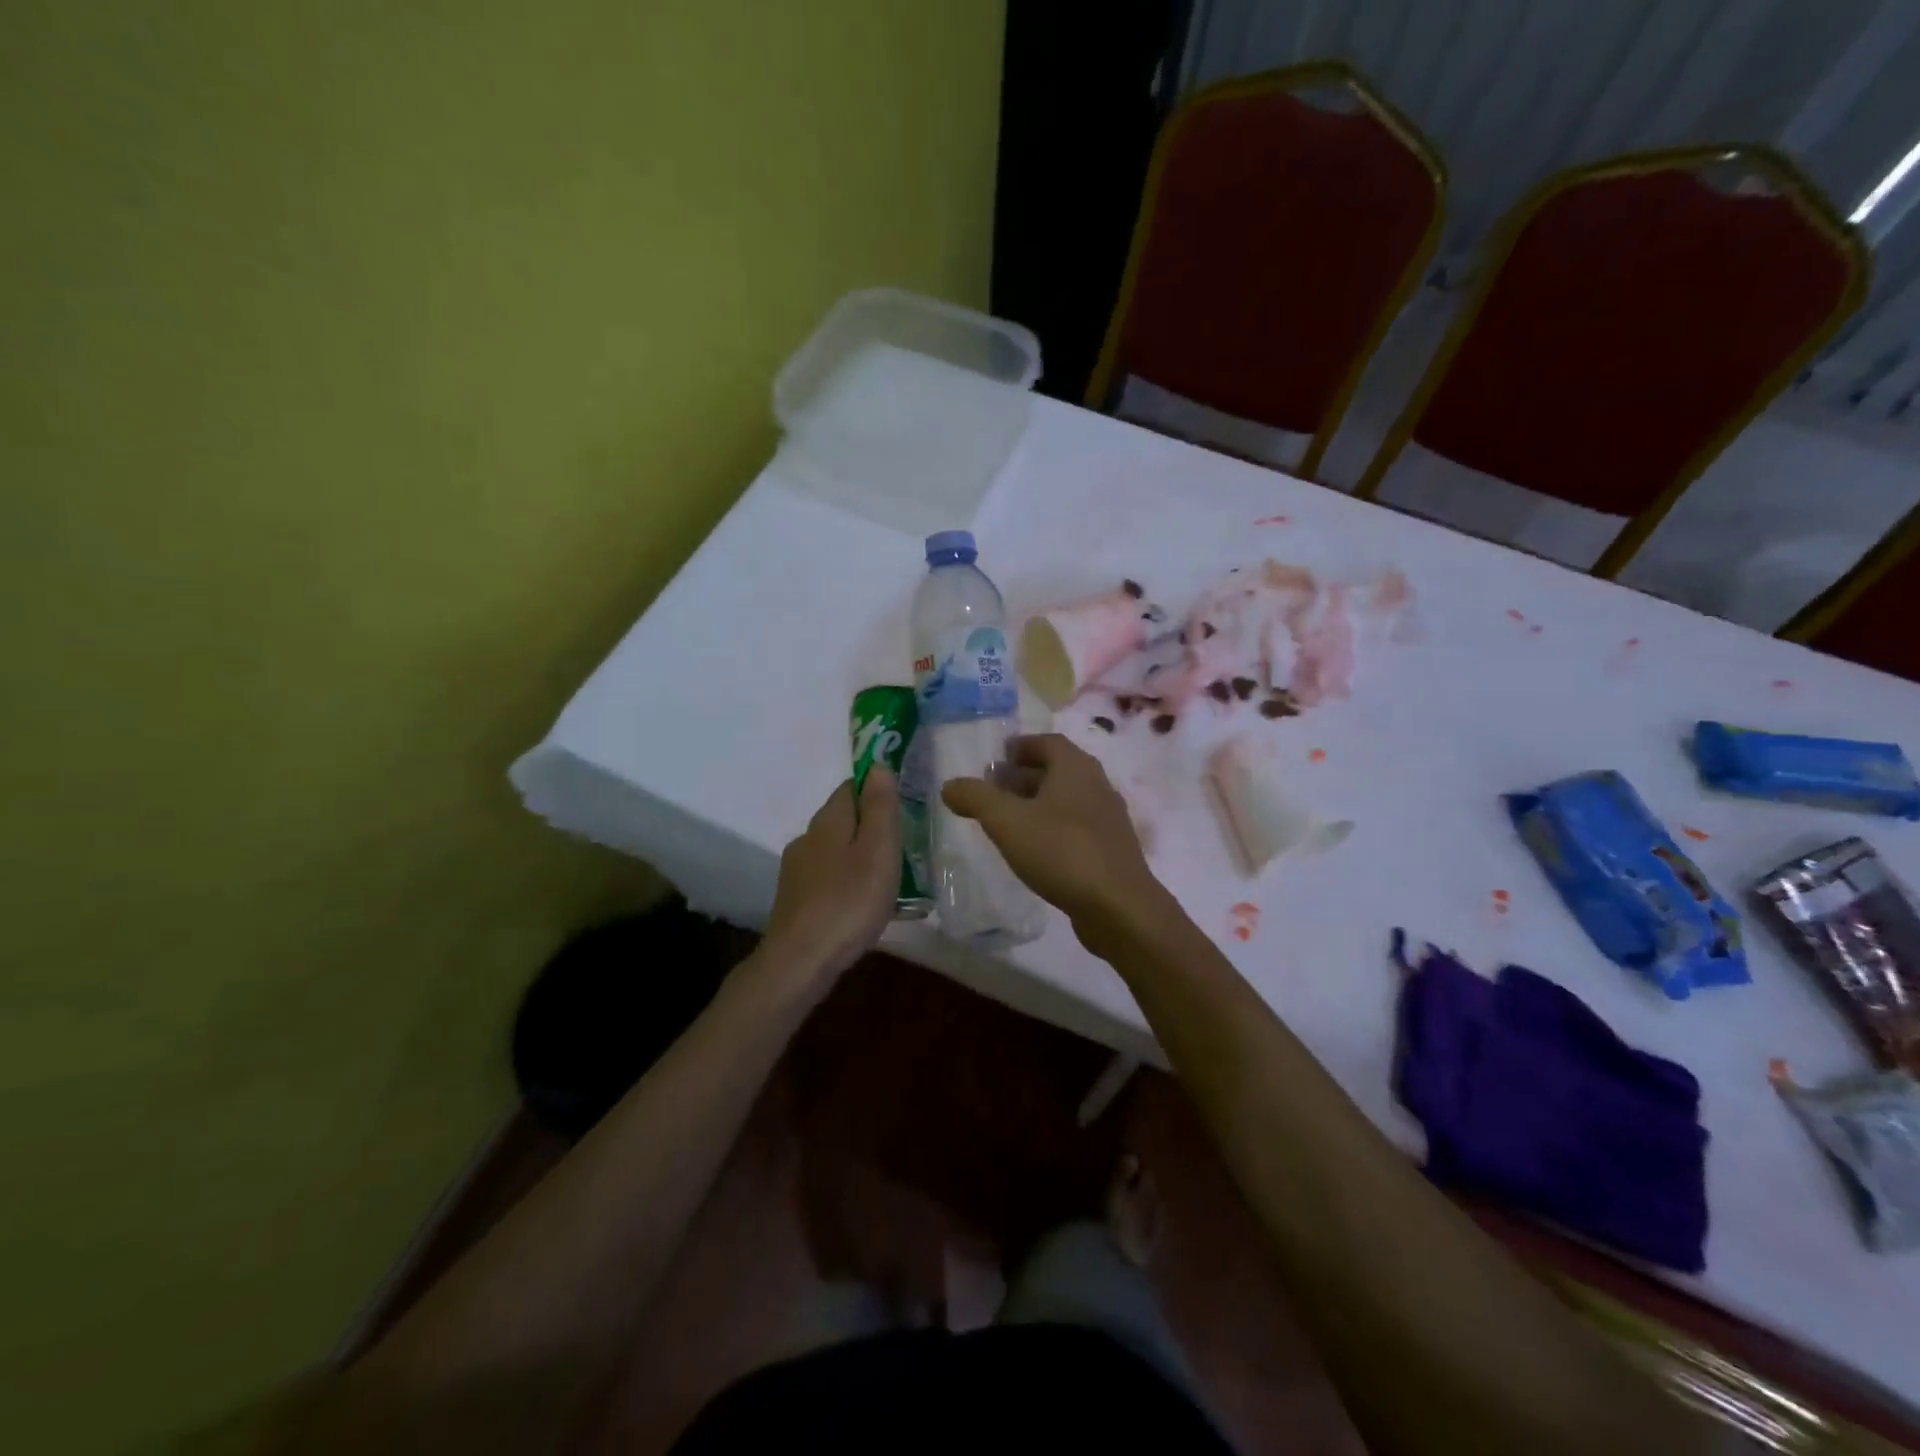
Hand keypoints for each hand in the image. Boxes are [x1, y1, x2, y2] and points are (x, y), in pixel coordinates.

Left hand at [762, 767, 900, 983]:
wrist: (800, 961)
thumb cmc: (849, 901)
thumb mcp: (878, 849)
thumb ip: (880, 806)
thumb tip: (878, 765)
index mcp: (828, 820)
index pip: (851, 787)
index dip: (876, 790)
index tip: (903, 806)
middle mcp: (807, 838)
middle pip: (844, 820)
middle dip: (872, 827)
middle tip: (904, 848)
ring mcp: (798, 871)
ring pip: (836, 851)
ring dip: (862, 858)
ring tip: (892, 882)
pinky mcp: (796, 900)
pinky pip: (830, 880)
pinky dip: (849, 884)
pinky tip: (866, 907)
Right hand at [941, 735, 1166, 943]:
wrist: (1118, 907)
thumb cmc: (1061, 851)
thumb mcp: (1007, 821)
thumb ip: (976, 798)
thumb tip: (949, 785)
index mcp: (1076, 768)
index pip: (1048, 742)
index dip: (1021, 746)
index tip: (997, 758)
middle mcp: (1097, 785)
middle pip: (1058, 770)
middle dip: (1024, 776)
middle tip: (993, 791)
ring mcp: (1108, 819)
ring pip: (1067, 800)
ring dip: (1037, 804)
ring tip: (1007, 822)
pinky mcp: (1111, 850)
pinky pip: (1076, 827)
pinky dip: (1052, 828)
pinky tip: (1034, 851)